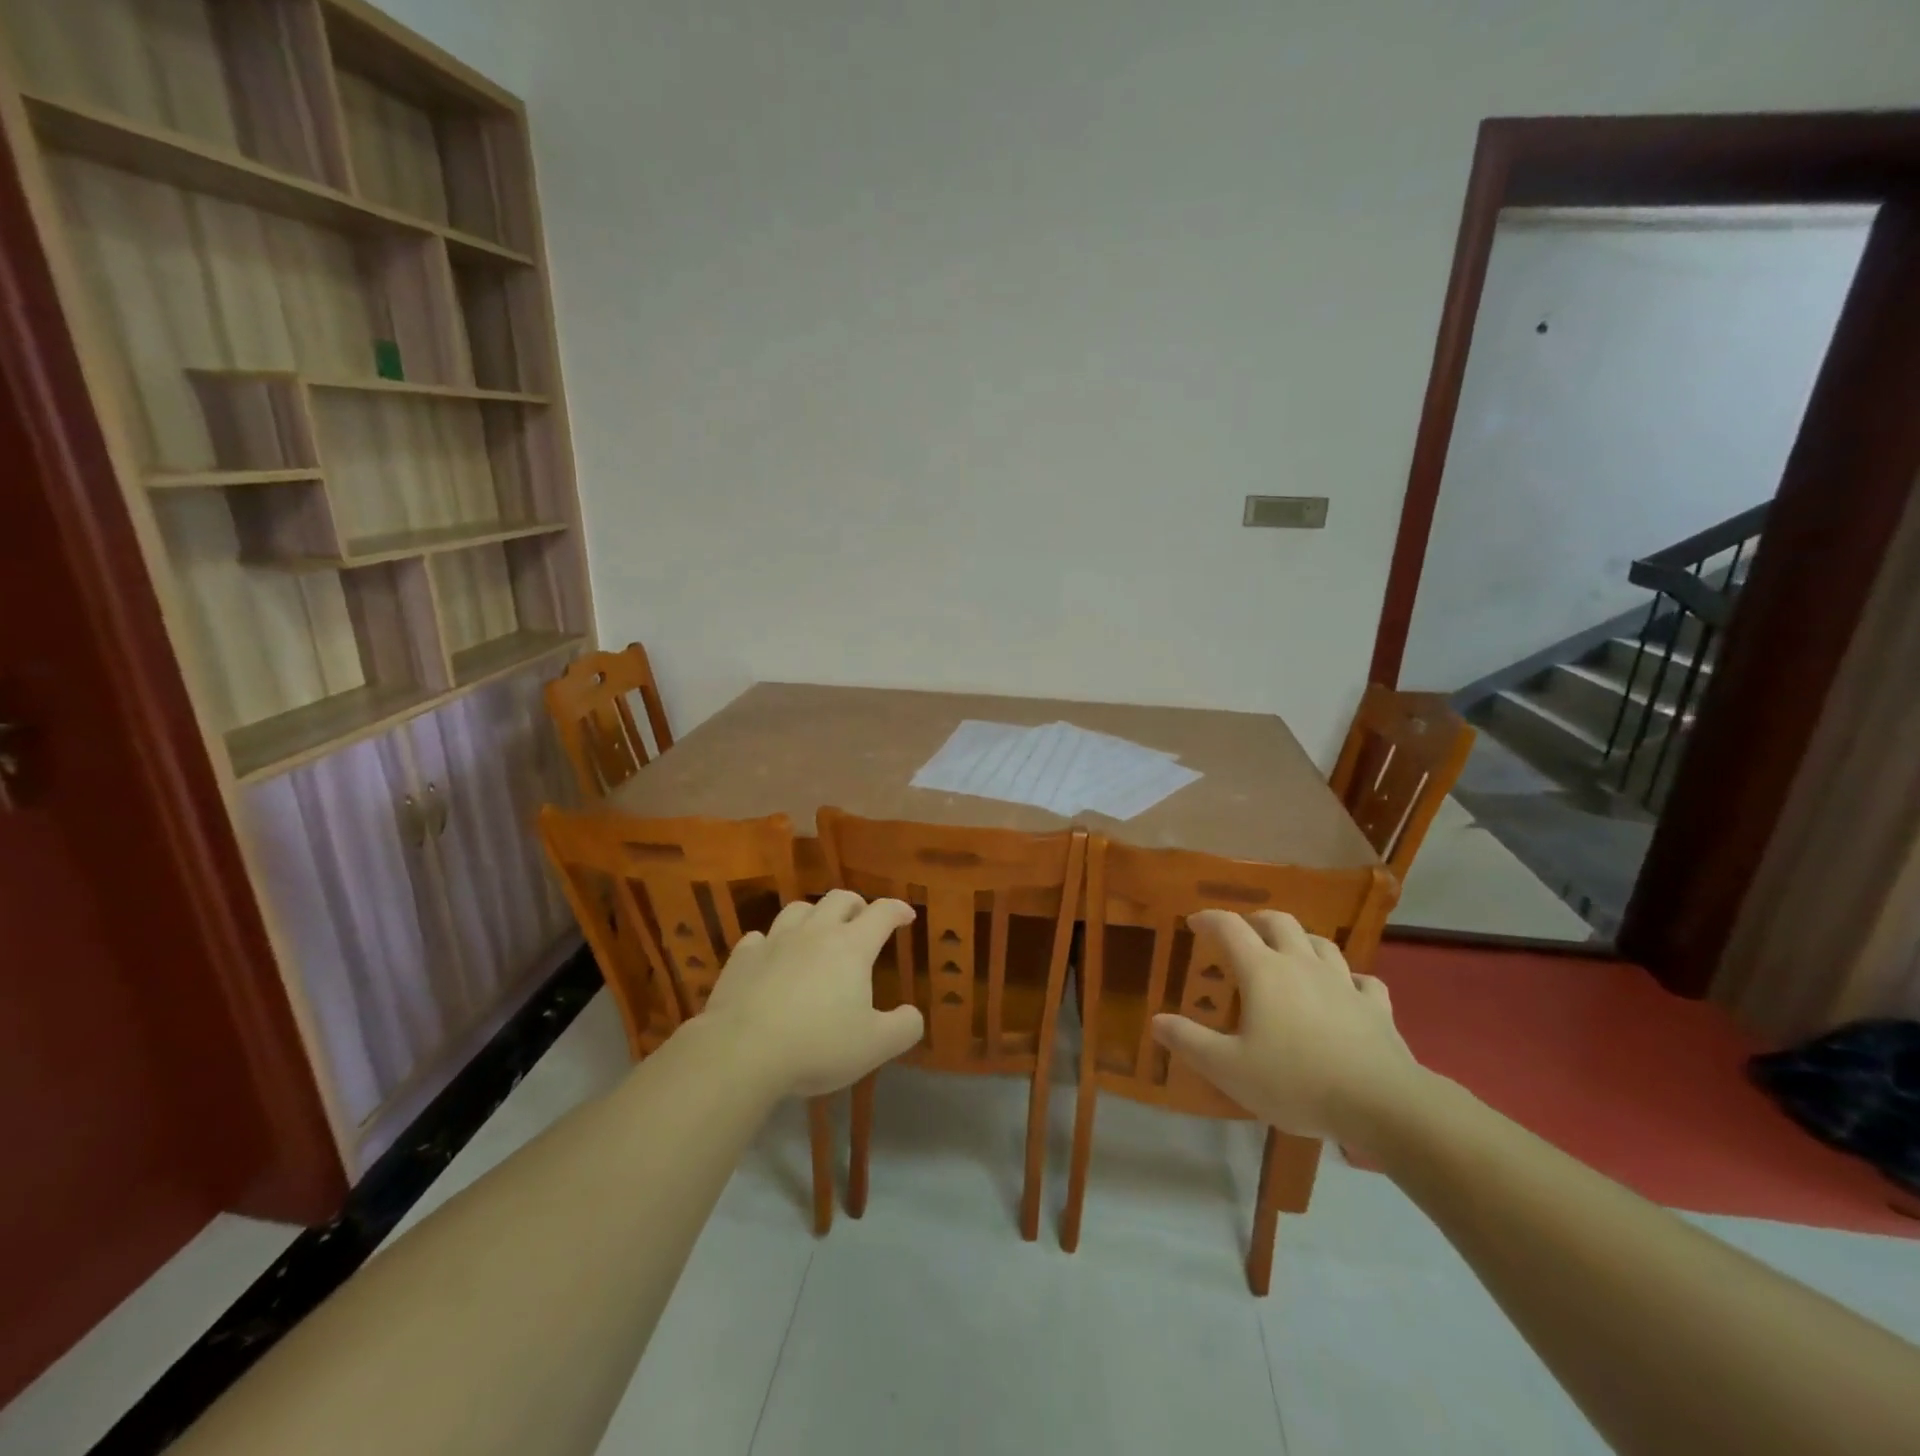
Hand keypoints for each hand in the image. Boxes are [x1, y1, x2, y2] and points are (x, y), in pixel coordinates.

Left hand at [699, 890, 924, 1097]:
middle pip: (839, 899)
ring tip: (819, 931)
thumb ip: (903, 1028)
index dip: (898, 910)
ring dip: (815, 915)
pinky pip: (760, 937)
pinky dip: (772, 942)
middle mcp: (815, 933)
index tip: (906, 916)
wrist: (741, 1052)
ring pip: (799, 909)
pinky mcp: (742, 958)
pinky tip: (772, 956)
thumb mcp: (874, 1046)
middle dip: (857, 904)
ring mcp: (775, 941)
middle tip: (864, 919)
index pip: (882, 913)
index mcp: (851, 947)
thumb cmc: (816, 1045)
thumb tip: (913, 1015)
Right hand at [1150, 910, 1425, 1144]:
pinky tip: (1348, 990)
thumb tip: (1156, 1020)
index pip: (1230, 928)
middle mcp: (1302, 965)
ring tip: (1291, 952)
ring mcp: (1343, 982)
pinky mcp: (1376, 1007)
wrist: (1381, 1103)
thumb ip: (1189, 1041)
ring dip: (1302, 941)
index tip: (1194, 922)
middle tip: (1244, 932)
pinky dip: (1351, 980)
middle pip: (1279, 922)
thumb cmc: (1295, 1081)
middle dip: (1257, 920)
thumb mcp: (1228, 1068)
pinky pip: (1364, 982)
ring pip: (1321, 944)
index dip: (1209, 919)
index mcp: (1263, 971)